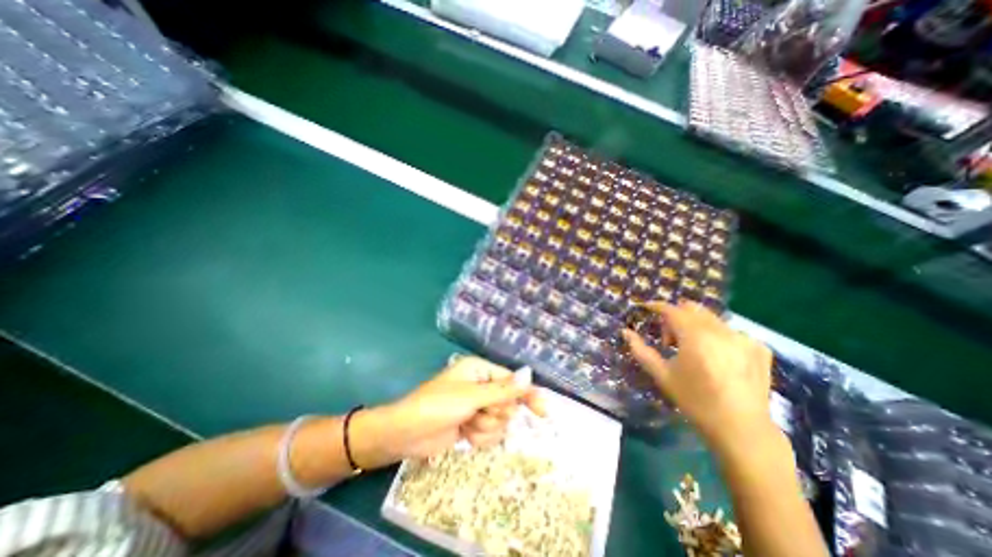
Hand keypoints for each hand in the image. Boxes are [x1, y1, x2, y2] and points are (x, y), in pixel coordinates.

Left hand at [367, 357, 545, 461]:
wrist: (406, 434)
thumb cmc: (437, 406)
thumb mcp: (471, 396)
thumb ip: (503, 389)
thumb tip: (529, 374)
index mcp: (480, 371)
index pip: (512, 381)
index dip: (527, 395)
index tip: (544, 412)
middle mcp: (481, 386)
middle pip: (508, 403)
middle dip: (495, 414)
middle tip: (478, 414)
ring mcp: (477, 407)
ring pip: (500, 421)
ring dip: (485, 427)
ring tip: (467, 425)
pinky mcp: (473, 425)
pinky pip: (490, 434)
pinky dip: (479, 438)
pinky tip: (464, 435)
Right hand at [626, 302, 774, 454]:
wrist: (742, 429)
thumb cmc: (695, 401)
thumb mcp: (662, 375)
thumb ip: (641, 350)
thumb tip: (625, 332)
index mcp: (695, 336)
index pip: (671, 310)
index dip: (656, 306)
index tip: (646, 308)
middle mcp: (721, 331)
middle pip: (692, 309)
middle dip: (676, 318)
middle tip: (670, 341)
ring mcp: (743, 338)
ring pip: (711, 319)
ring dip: (696, 327)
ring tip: (694, 351)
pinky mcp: (759, 348)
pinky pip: (730, 331)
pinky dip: (717, 337)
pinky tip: (718, 358)